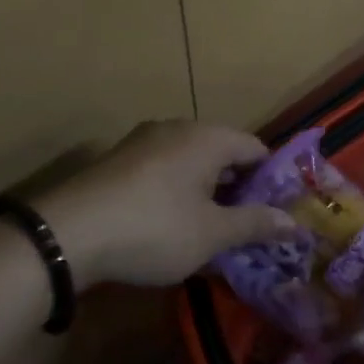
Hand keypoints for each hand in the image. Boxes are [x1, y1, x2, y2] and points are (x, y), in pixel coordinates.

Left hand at [34, 121, 297, 289]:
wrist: (67, 234)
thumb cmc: (154, 229)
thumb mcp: (212, 234)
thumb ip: (255, 225)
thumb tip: (295, 224)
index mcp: (207, 137)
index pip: (256, 148)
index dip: (273, 180)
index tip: (278, 213)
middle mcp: (176, 128)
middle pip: (222, 153)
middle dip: (239, 189)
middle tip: (250, 227)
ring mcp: (142, 142)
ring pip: (191, 163)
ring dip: (207, 194)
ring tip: (214, 232)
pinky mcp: (118, 161)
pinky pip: (163, 172)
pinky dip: (178, 194)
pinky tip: (174, 227)